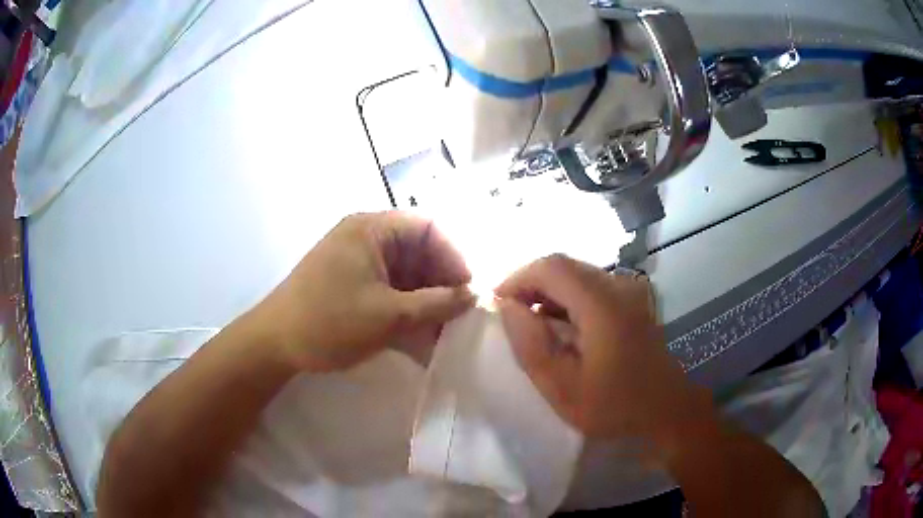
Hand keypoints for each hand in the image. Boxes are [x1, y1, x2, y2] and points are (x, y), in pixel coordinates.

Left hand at [251, 212, 474, 372]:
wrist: (274, 345)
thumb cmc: (330, 322)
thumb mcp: (390, 315)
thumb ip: (436, 304)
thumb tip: (473, 295)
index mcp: (372, 229)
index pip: (428, 227)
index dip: (454, 256)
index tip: (468, 290)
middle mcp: (365, 238)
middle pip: (418, 250)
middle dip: (441, 282)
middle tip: (458, 314)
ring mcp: (356, 261)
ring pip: (405, 273)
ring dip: (425, 300)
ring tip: (442, 330)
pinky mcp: (350, 283)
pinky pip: (388, 289)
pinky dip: (406, 309)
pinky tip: (418, 335)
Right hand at [496, 254, 714, 445]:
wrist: (667, 410)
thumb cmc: (614, 405)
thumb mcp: (562, 387)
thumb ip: (531, 344)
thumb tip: (508, 307)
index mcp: (602, 303)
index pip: (551, 267)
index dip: (518, 278)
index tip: (498, 305)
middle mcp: (618, 285)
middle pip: (564, 266)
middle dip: (531, 285)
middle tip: (511, 317)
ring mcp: (629, 290)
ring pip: (577, 275)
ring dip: (549, 293)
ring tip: (532, 325)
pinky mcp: (633, 300)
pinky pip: (592, 287)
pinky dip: (568, 300)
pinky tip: (562, 328)